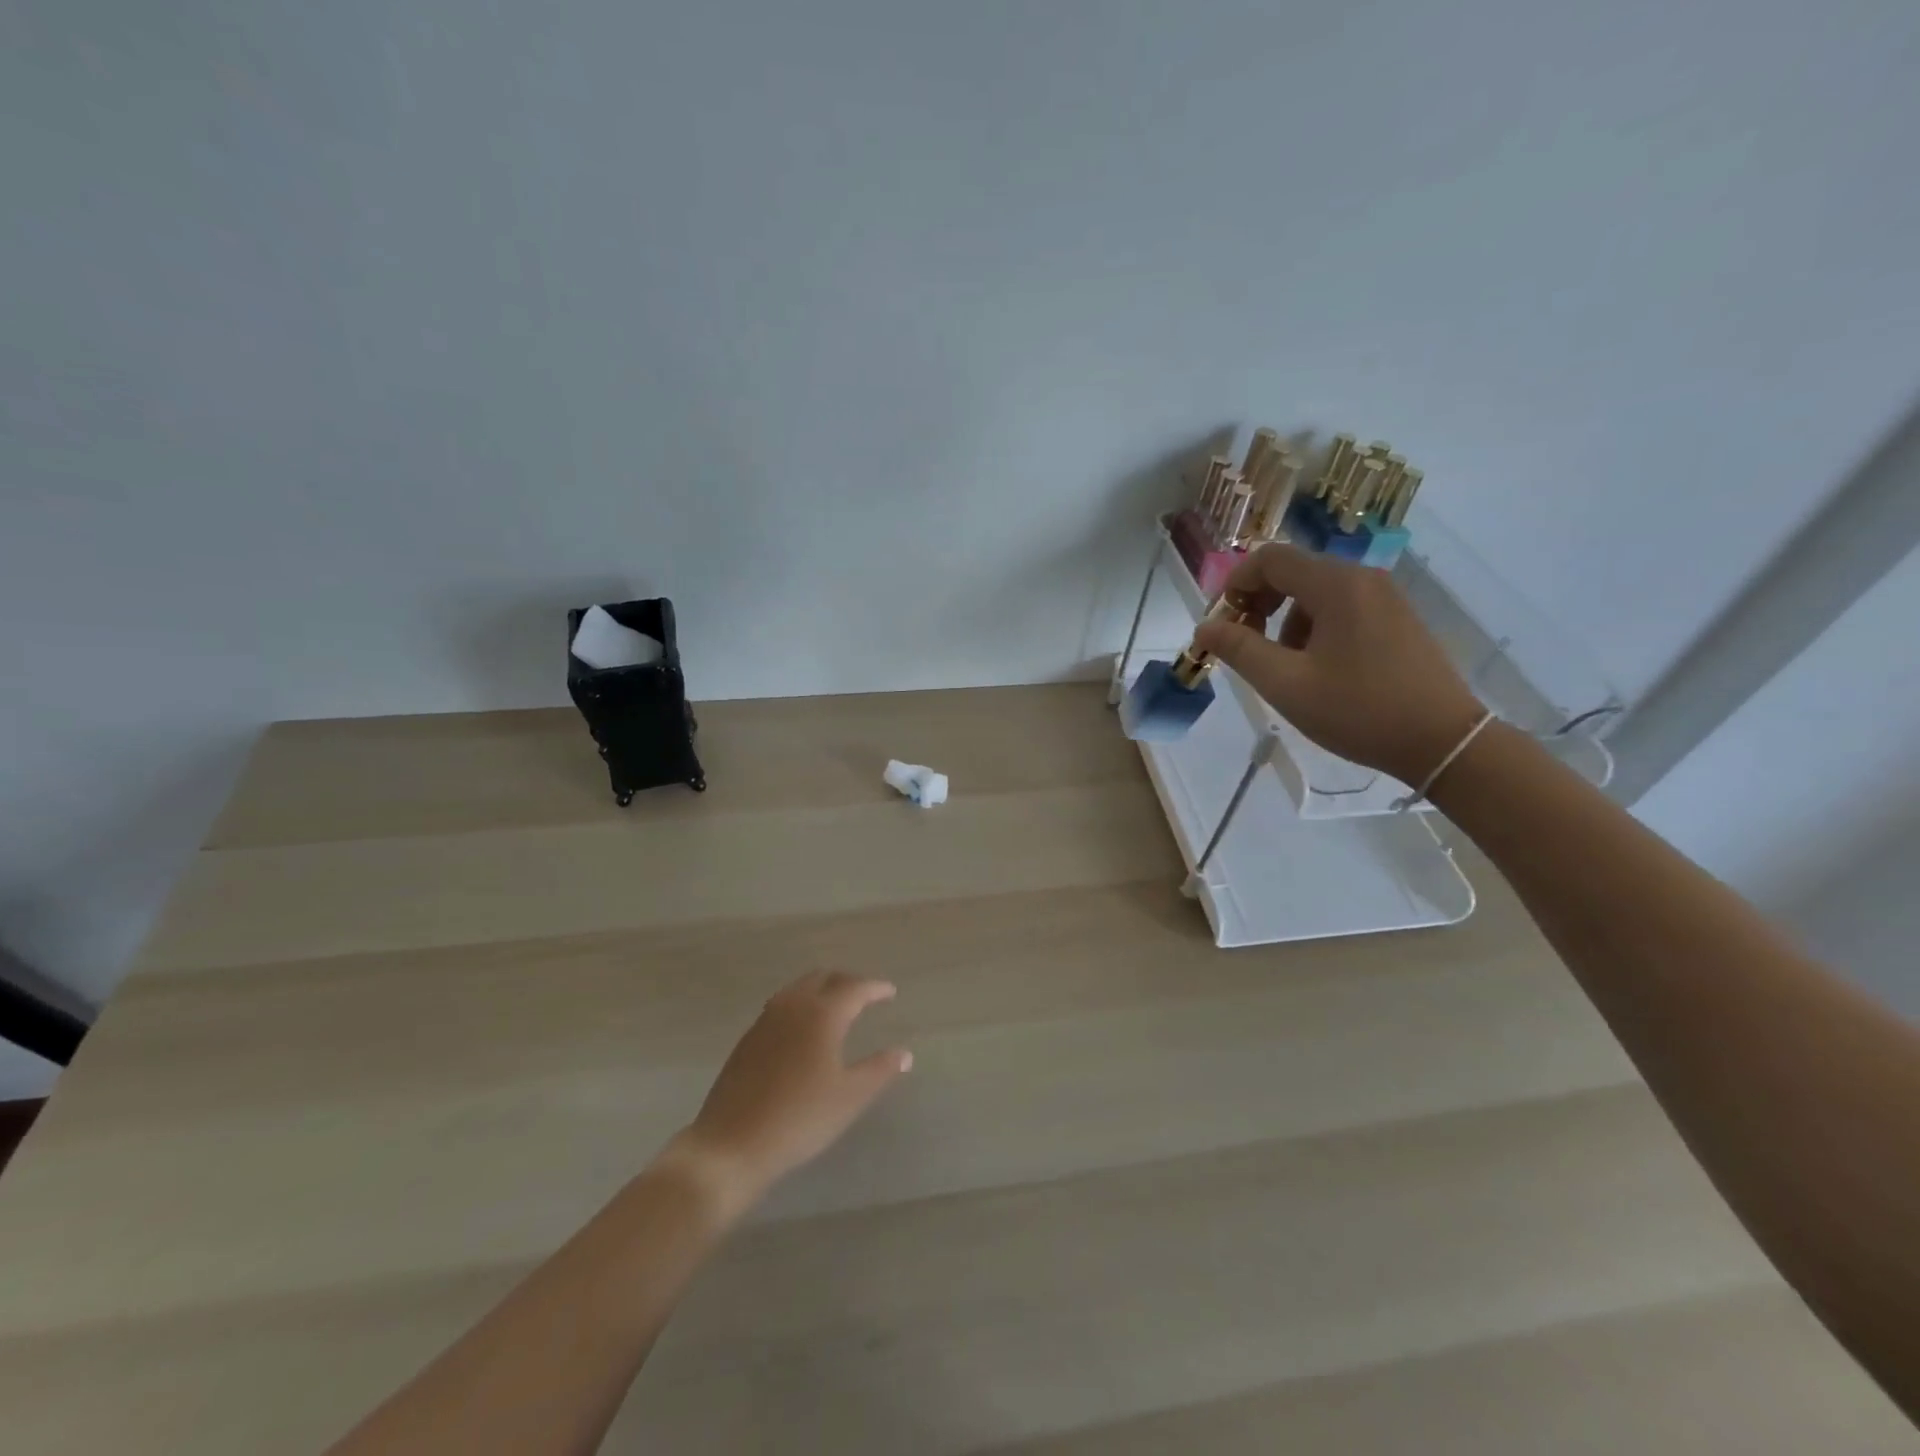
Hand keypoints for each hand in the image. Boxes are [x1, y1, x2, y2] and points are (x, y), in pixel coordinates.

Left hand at [666, 972, 911, 1211]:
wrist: (731, 1145)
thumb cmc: (800, 1119)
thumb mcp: (849, 1097)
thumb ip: (879, 1070)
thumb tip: (904, 1053)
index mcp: (822, 1014)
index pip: (854, 988)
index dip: (875, 988)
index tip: (890, 992)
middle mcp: (793, 1006)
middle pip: (823, 978)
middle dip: (847, 982)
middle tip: (865, 996)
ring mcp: (766, 1020)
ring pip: (799, 988)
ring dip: (821, 990)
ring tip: (836, 1007)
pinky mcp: (748, 1039)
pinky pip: (781, 1006)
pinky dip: (800, 1005)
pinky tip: (803, 1030)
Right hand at [1193, 542, 1485, 786]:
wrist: (1443, 742)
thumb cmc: (1358, 710)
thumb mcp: (1285, 684)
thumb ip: (1239, 650)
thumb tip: (1204, 627)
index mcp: (1335, 585)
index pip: (1269, 559)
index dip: (1234, 585)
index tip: (1221, 626)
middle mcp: (1362, 578)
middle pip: (1292, 571)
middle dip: (1258, 603)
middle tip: (1245, 646)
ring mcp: (1384, 597)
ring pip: (1315, 592)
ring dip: (1285, 620)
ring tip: (1284, 667)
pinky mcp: (1396, 618)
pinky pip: (1341, 607)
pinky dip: (1314, 627)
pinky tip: (1318, 669)